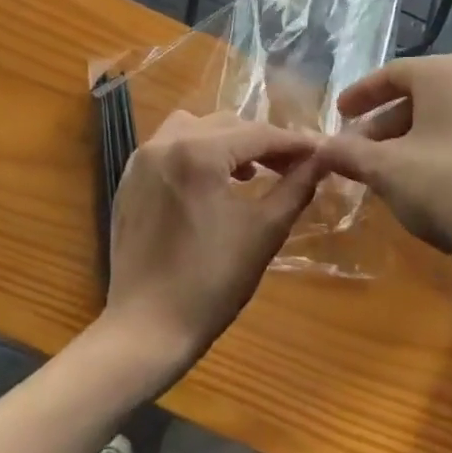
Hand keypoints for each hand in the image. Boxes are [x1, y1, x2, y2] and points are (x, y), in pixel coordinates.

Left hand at [103, 110, 321, 375]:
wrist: (147, 328)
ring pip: (193, 128)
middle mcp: (165, 143)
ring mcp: (141, 160)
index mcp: (198, 152)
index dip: (292, 143)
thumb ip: (295, 188)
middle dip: (261, 142)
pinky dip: (195, 153)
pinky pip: (169, 148)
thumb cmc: (212, 283)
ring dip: (226, 142)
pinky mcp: (129, 179)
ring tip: (249, 173)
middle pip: (225, 125)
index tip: (320, 151)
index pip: (257, 134)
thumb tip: (321, 160)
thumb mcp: (264, 232)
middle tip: (291, 166)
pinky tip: (211, 184)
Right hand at [314, 54, 451, 294]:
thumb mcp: (386, 171)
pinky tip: (427, 189)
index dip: (360, 95)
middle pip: (419, 98)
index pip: (392, 74)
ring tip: (388, 174)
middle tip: (358, 152)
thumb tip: (318, 148)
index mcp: (447, 74)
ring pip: (444, 122)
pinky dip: (440, 156)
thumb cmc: (450, 188)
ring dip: (410, 143)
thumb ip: (348, 154)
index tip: (339, 115)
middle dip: (383, 125)